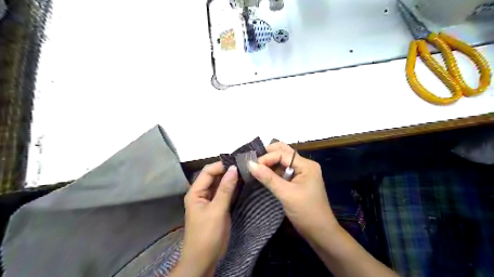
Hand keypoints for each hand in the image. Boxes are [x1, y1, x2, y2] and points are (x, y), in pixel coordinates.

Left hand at [179, 161, 238, 275]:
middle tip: (244, 165)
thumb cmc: (207, 234)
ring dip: (230, 178)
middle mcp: (201, 193)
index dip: (221, 165)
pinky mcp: (217, 206)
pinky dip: (232, 188)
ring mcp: (209, 200)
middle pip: (213, 176)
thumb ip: (225, 189)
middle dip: (227, 170)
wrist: (203, 259)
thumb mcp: (217, 210)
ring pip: (220, 184)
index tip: (237, 162)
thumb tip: (233, 168)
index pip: (208, 172)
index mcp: (195, 192)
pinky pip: (224, 193)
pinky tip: (242, 183)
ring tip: (245, 171)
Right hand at [249, 142, 337, 237]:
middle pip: (284, 152)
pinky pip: (284, 171)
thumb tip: (250, 164)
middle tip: (253, 162)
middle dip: (268, 154)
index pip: (282, 153)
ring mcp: (302, 173)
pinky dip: (273, 171)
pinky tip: (263, 175)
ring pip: (283, 161)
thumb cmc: (306, 212)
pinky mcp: (298, 181)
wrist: (321, 233)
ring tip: (255, 167)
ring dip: (269, 162)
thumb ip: (268, 178)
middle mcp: (305, 165)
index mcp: (306, 165)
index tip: (252, 166)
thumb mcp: (286, 194)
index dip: (266, 158)